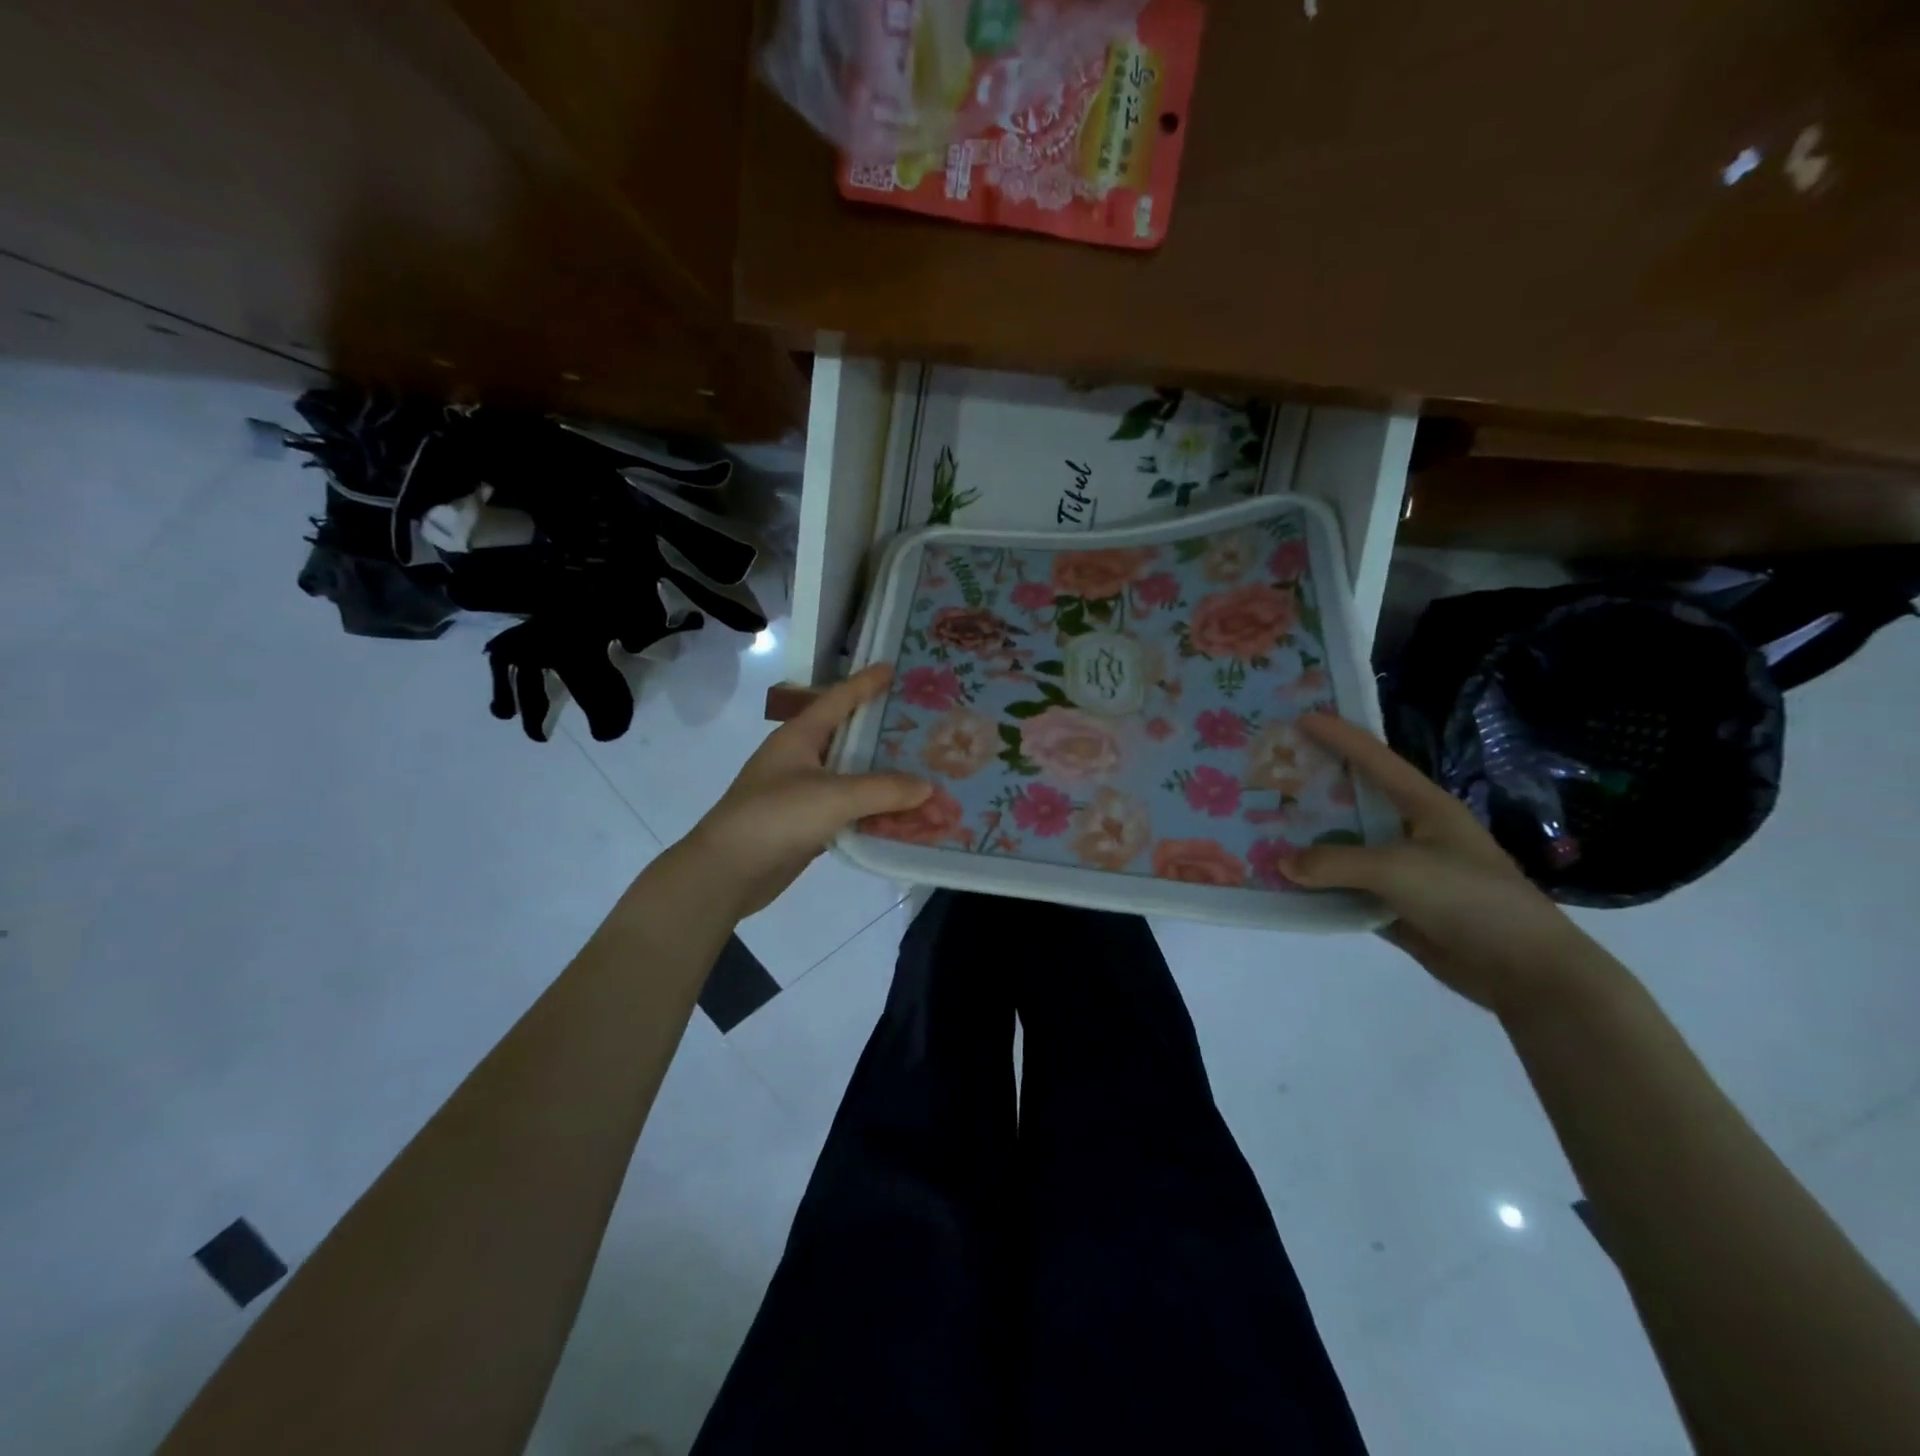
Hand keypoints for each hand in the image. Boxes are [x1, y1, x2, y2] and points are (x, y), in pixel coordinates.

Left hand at [681, 665, 931, 918]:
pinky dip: (874, 812)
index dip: (866, 682)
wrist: (726, 872)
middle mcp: (801, 759)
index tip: (894, 667)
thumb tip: (928, 787)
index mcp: (800, 736)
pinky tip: (903, 817)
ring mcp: (802, 793)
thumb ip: (884, 790)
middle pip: (850, 739)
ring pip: (852, 778)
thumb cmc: (775, 817)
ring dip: (885, 780)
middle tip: (924, 726)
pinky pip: (849, 810)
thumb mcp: (833, 797)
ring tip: (924, 773)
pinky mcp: (806, 825)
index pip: (838, 699)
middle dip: (885, 734)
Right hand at [1285, 714, 1607, 1015]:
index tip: (1301, 717)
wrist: (1523, 970)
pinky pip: (1346, 889)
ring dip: (1310, 843)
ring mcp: (1404, 871)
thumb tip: (1280, 863)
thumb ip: (1335, 863)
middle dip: (1314, 788)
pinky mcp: (1396, 906)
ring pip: (1346, 848)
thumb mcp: (1399, 869)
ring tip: (1265, 828)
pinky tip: (1285, 882)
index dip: (1340, 736)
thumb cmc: (1469, 898)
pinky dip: (1318, 886)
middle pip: (1354, 801)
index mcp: (1424, 807)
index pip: (1375, 760)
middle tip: (1272, 774)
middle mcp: (1411, 832)